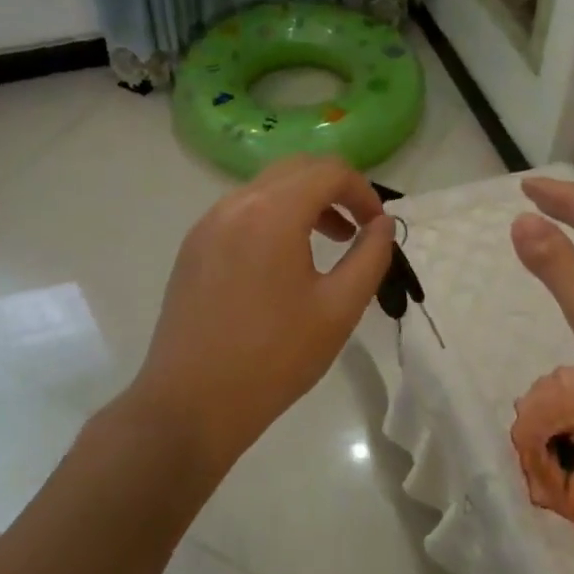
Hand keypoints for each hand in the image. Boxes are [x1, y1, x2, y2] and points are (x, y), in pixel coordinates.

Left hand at [133, 155, 394, 465]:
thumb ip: (370, 256)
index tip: (377, 227)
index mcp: (272, 212)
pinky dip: (273, 218)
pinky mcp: (192, 247)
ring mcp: (207, 224)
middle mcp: (235, 204)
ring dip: (303, 202)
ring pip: (266, 188)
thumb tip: (382, 224)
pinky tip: (282, 262)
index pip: (329, 171)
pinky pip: (241, 212)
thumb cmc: (274, 358)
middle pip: (296, 169)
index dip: (363, 191)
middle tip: (357, 228)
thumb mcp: (339, 309)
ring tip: (327, 242)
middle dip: (334, 189)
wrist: (191, 404)